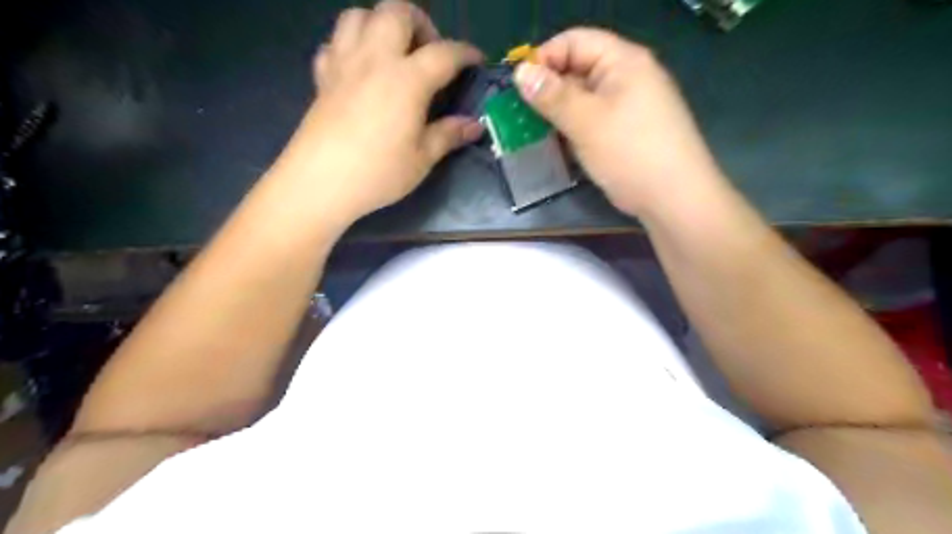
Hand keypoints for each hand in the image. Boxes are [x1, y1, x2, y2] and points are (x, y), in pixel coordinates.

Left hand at [273, 1, 483, 224]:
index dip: (465, 53)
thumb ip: (449, 135)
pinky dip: (350, 46)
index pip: (444, 53)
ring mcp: (344, 64)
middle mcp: (375, 59)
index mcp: (407, 79)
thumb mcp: (422, 159)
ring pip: (359, 15)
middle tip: (429, 52)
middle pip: (397, 11)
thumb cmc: (378, 173)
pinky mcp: (323, 77)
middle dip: (420, 23)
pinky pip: (334, 43)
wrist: (320, 183)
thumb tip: (474, 126)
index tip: (476, 61)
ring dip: (382, 23)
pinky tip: (360, 70)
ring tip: (394, 52)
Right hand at [519, 27, 725, 215]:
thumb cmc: (630, 152)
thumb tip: (521, 73)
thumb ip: (552, 96)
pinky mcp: (625, 133)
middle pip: (578, 70)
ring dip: (557, 114)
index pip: (575, 41)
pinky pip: (592, 121)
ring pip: (582, 100)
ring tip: (533, 132)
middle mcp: (627, 78)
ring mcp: (628, 107)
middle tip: (520, 115)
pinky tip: (557, 146)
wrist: (674, 199)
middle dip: (547, 90)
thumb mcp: (586, 121)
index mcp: (623, 62)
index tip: (518, 86)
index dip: (544, 58)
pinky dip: (572, 130)